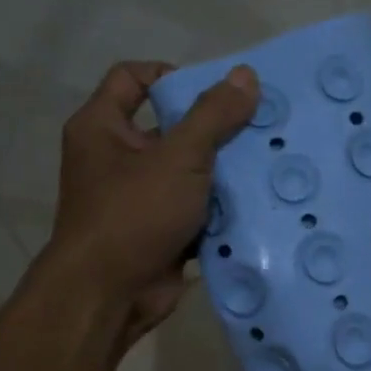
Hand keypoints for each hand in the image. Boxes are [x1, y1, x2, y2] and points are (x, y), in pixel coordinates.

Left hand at [39, 60, 258, 348]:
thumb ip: (213, 115)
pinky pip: (193, 207)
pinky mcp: (158, 230)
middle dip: (213, 128)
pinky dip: (219, 206)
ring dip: (222, 169)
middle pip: (169, 126)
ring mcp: (137, 197)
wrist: (110, 296)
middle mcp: (115, 157)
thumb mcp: (179, 157)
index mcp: (102, 126)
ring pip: (187, 170)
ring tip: (267, 160)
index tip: (215, 92)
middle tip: (257, 126)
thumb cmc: (134, 213)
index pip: (133, 78)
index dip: (172, 75)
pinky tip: (258, 200)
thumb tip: (246, 74)